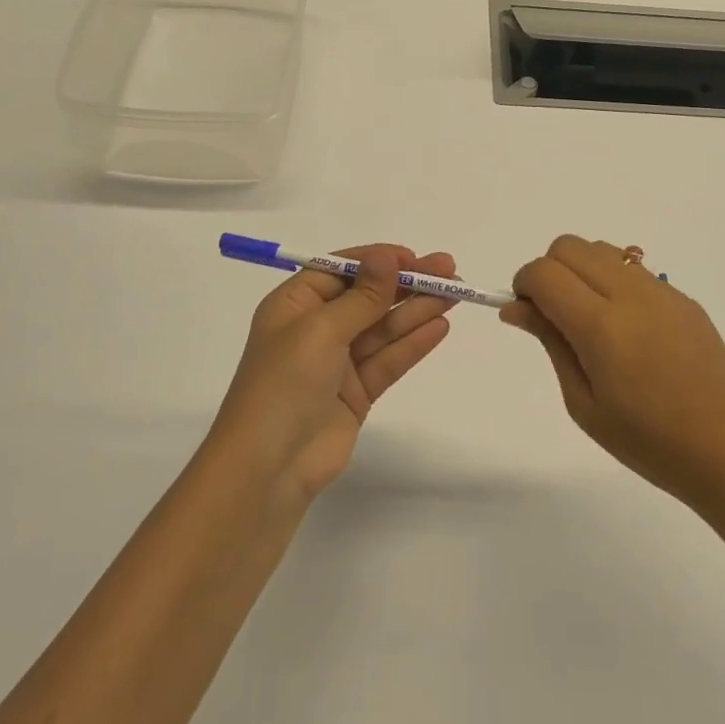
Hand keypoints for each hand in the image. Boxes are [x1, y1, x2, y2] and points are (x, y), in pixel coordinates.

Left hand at [210, 245, 456, 499]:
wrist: (269, 468)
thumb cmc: (284, 384)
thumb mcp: (321, 330)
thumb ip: (362, 296)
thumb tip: (388, 256)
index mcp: (294, 305)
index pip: (341, 270)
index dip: (377, 261)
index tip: (414, 257)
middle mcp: (315, 328)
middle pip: (367, 297)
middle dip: (407, 282)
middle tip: (449, 270)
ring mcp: (337, 363)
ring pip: (383, 328)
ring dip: (417, 310)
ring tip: (455, 294)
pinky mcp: (356, 393)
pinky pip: (388, 360)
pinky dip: (412, 343)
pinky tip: (439, 327)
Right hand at [502, 235, 724, 509]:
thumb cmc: (646, 441)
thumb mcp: (583, 402)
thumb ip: (550, 342)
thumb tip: (516, 307)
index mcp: (602, 326)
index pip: (544, 273)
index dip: (523, 284)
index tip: (526, 313)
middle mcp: (631, 295)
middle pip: (570, 246)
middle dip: (549, 271)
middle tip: (554, 315)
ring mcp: (662, 292)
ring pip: (602, 249)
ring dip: (581, 271)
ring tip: (590, 320)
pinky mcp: (683, 298)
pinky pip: (633, 270)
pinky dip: (612, 282)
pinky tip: (627, 330)